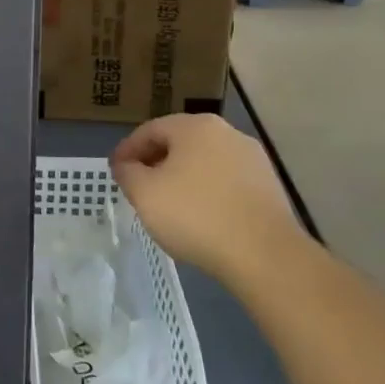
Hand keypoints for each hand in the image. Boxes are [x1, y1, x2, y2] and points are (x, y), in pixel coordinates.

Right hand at [110, 113, 308, 285]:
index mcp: (195, 127)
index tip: (115, 172)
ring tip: (167, 204)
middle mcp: (227, 133)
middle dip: (155, 162)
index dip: (127, 150)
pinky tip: (199, 216)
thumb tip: (126, 165)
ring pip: (204, 163)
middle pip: (179, 143)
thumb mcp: (143, 193)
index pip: (149, 130)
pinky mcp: (269, 187)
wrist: (265, 256)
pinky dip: (206, 192)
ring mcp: (254, 160)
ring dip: (181, 177)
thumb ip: (127, 172)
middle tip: (138, 186)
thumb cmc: (195, 215)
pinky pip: (226, 182)